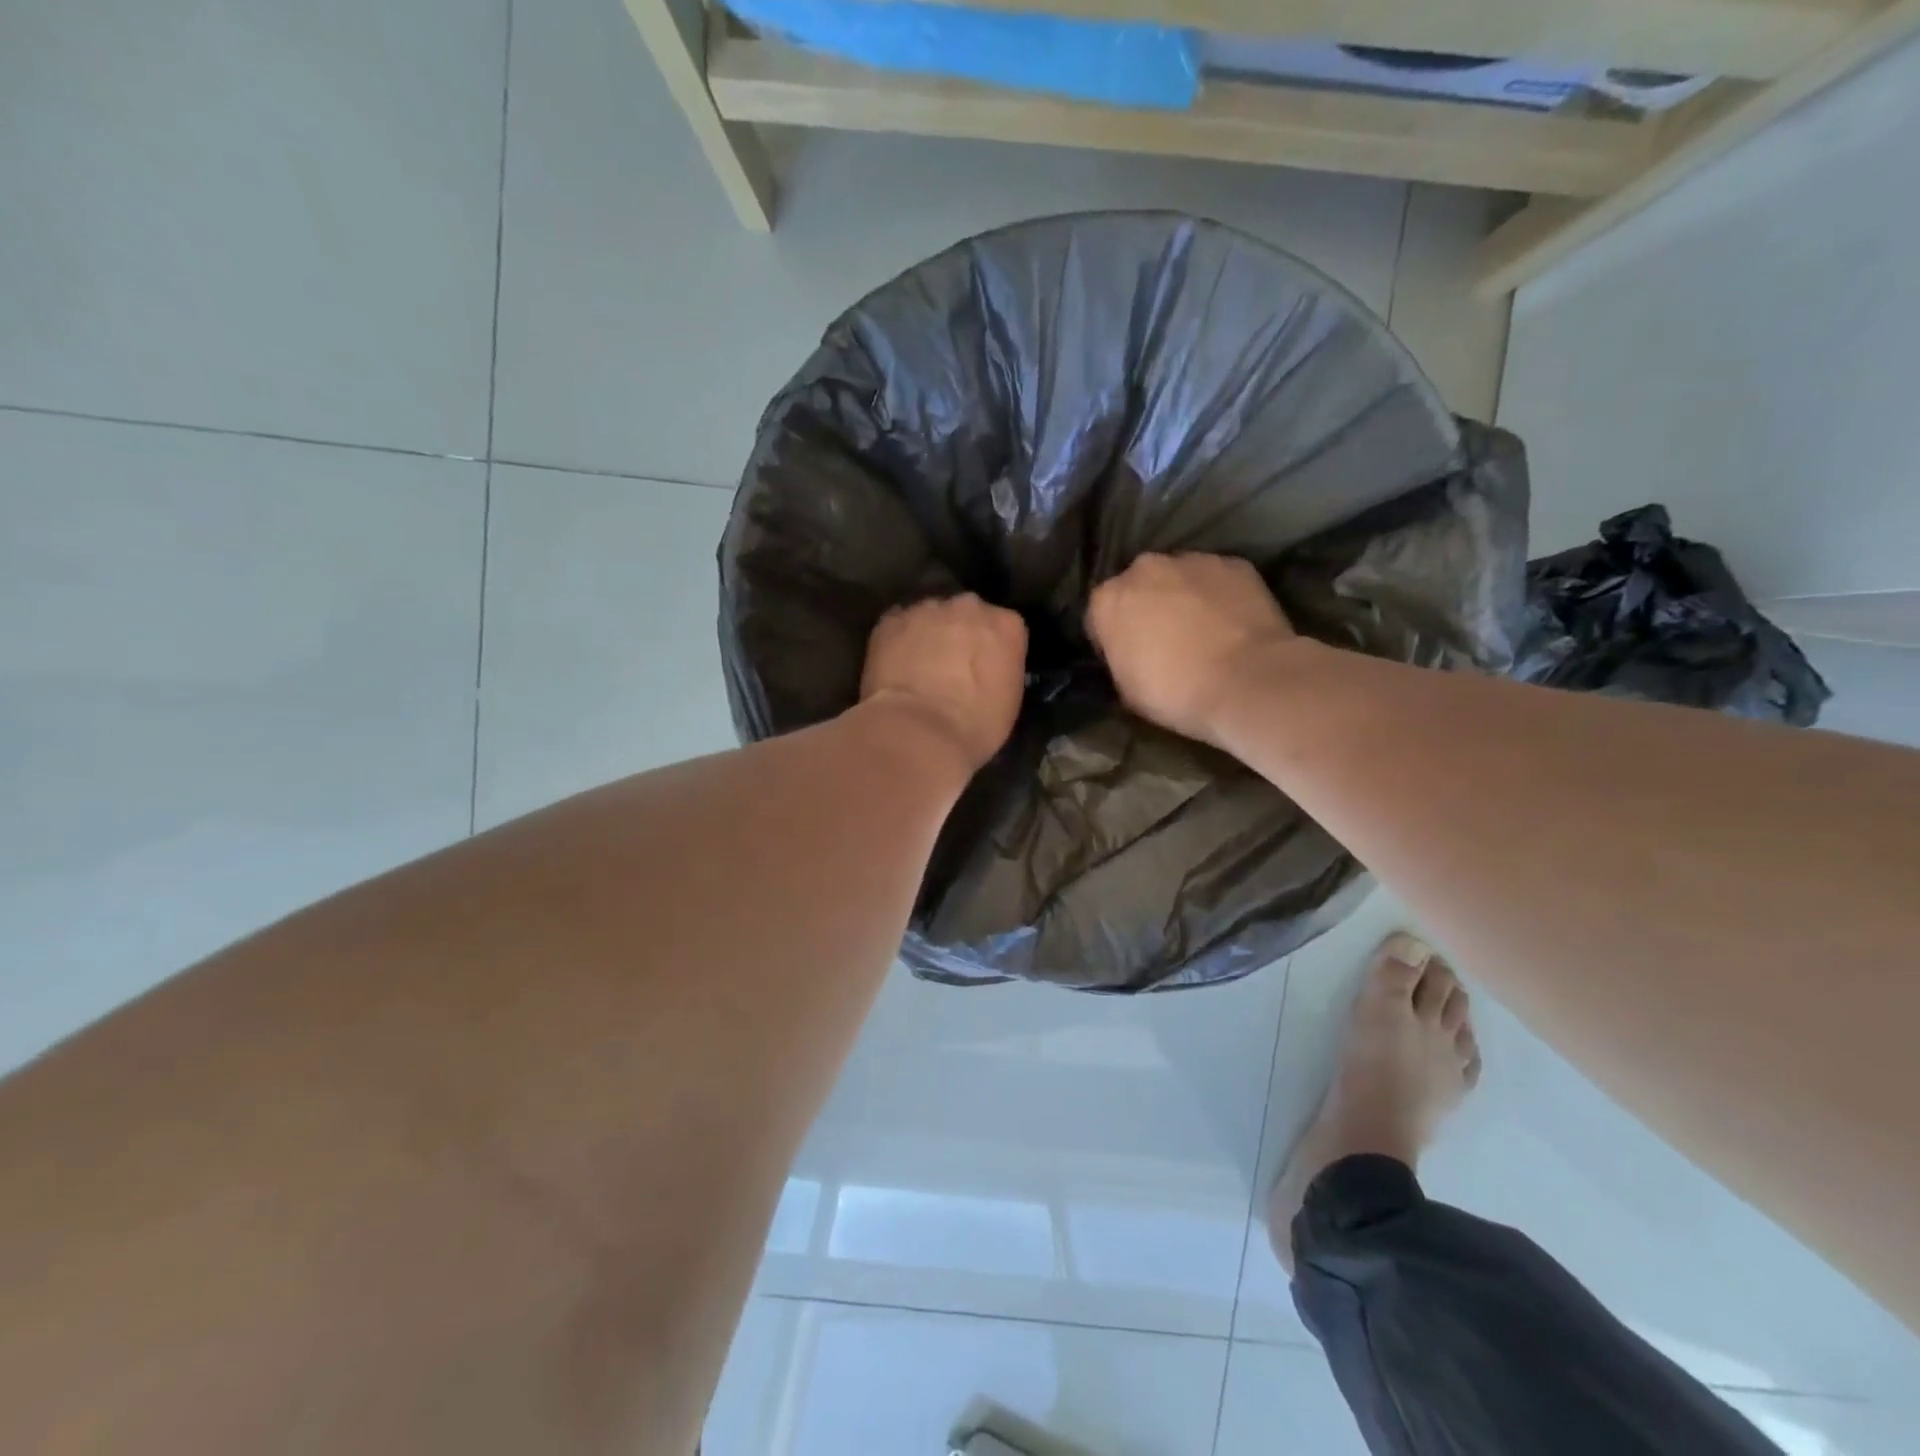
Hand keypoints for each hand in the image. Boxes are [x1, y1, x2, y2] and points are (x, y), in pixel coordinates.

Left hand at [861, 594, 1027, 778]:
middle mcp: (969, 606)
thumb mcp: (1008, 699)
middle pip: (966, 614)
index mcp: (1007, 625)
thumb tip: (983, 668)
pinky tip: (895, 666)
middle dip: (960, 634)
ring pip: (929, 616)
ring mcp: (927, 609)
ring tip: (918, 667)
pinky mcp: (891, 621)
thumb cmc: (975, 725)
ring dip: (927, 635)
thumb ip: (999, 668)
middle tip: (950, 666)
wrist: (919, 731)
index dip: (991, 649)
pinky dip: (897, 641)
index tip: (983, 669)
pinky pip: (898, 625)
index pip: (1003, 627)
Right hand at [1087, 553, 1296, 746]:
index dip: (1111, 638)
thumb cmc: (1176, 693)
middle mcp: (1144, 568)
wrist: (1247, 682)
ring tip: (1203, 630)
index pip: (1099, 615)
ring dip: (1183, 597)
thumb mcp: (1127, 690)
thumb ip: (1120, 658)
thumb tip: (1130, 654)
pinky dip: (1220, 595)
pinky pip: (1217, 579)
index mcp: (1108, 600)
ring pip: (1179, 577)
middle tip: (1165, 641)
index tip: (1127, 657)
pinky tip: (1231, 623)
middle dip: (1147, 607)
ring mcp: (1192, 561)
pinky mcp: (1234, 564)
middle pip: (1139, 586)